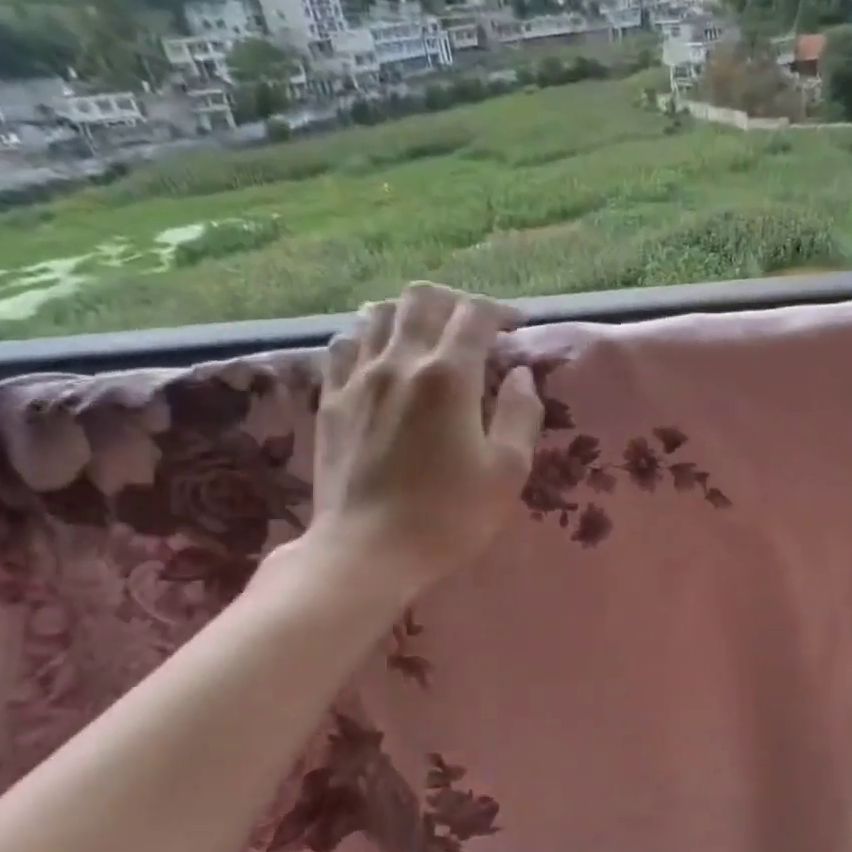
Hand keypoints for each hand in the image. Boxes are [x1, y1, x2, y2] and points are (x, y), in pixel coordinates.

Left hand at [298, 283, 542, 591]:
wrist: (366, 552)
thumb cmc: (449, 516)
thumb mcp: (508, 471)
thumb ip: (521, 414)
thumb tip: (521, 375)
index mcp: (449, 376)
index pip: (474, 314)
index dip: (500, 311)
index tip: (515, 327)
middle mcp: (400, 362)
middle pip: (422, 299)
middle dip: (454, 303)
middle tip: (472, 329)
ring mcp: (357, 378)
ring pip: (377, 314)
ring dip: (408, 315)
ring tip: (426, 338)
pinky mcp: (330, 400)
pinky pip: (344, 345)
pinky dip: (367, 338)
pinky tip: (379, 358)